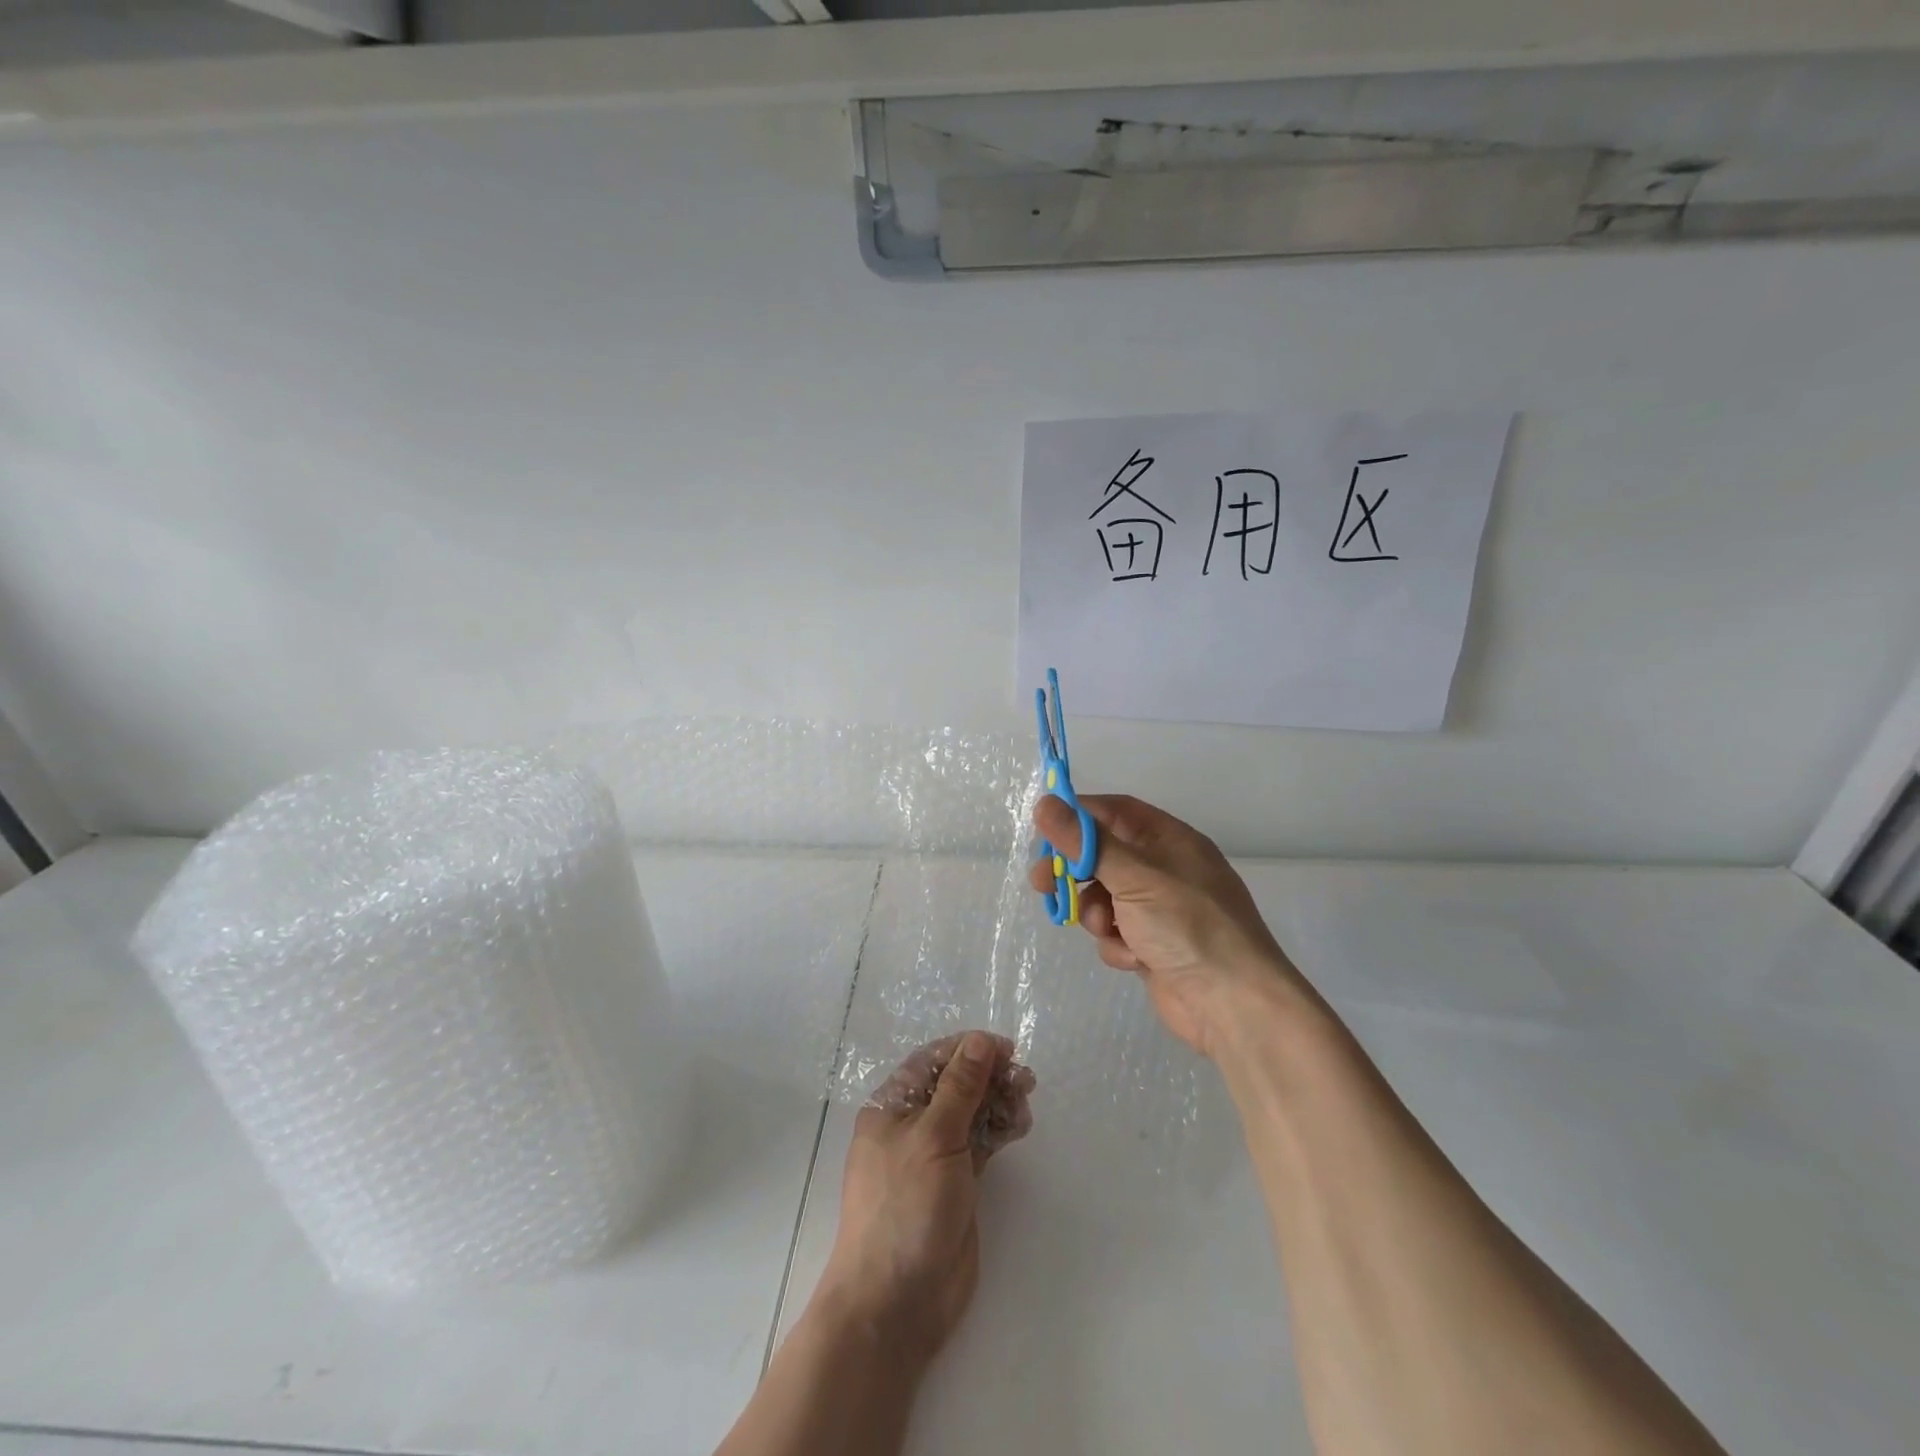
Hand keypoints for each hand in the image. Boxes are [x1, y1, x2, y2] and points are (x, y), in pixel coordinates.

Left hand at [819, 1032, 1034, 1367]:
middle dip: (989, 1075)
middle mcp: (912, 1124)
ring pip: (972, 1112)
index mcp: (892, 1106)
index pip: (932, 1061)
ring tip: (1025, 1102)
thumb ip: (960, 1087)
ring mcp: (935, 1155)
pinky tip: (1020, 1126)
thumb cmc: (906, 1206)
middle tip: (1024, 1079)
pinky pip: (981, 1142)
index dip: (968, 1049)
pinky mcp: (956, 1182)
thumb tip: (980, 1040)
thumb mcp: (934, 1136)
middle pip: (955, 1084)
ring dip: (999, 1101)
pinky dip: (1000, 1130)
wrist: (896, 1301)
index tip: (1006, 1049)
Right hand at [1029, 793, 1312, 1057]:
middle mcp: (1165, 869)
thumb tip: (1043, 804)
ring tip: (1106, 928)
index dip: (1078, 816)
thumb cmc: (1188, 925)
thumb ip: (1086, 843)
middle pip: (1104, 855)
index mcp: (1170, 840)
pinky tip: (1132, 957)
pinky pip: (1116, 932)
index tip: (1043, 830)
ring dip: (1096, 913)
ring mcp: (1160, 909)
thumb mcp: (1134, 877)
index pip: (1115, 812)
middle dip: (1074, 871)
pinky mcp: (1153, 945)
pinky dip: (1117, 944)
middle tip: (1041, 882)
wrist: (1233, 1006)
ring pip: (1104, 897)